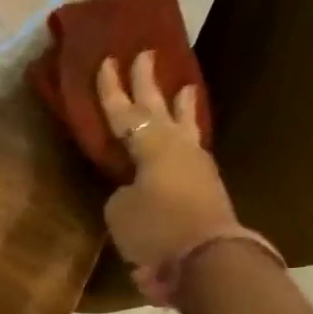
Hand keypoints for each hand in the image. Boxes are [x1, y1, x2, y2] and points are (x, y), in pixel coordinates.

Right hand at [96, 51, 240, 272]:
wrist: (206, 259)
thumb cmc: (156, 229)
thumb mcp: (121, 211)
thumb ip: (122, 193)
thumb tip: (132, 191)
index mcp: (151, 146)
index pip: (124, 113)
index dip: (111, 91)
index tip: (107, 61)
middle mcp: (177, 148)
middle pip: (158, 108)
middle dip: (147, 82)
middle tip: (145, 54)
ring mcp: (196, 167)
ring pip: (185, 127)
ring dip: (181, 106)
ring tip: (185, 87)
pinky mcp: (205, 188)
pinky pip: (191, 151)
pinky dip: (186, 138)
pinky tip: (184, 138)